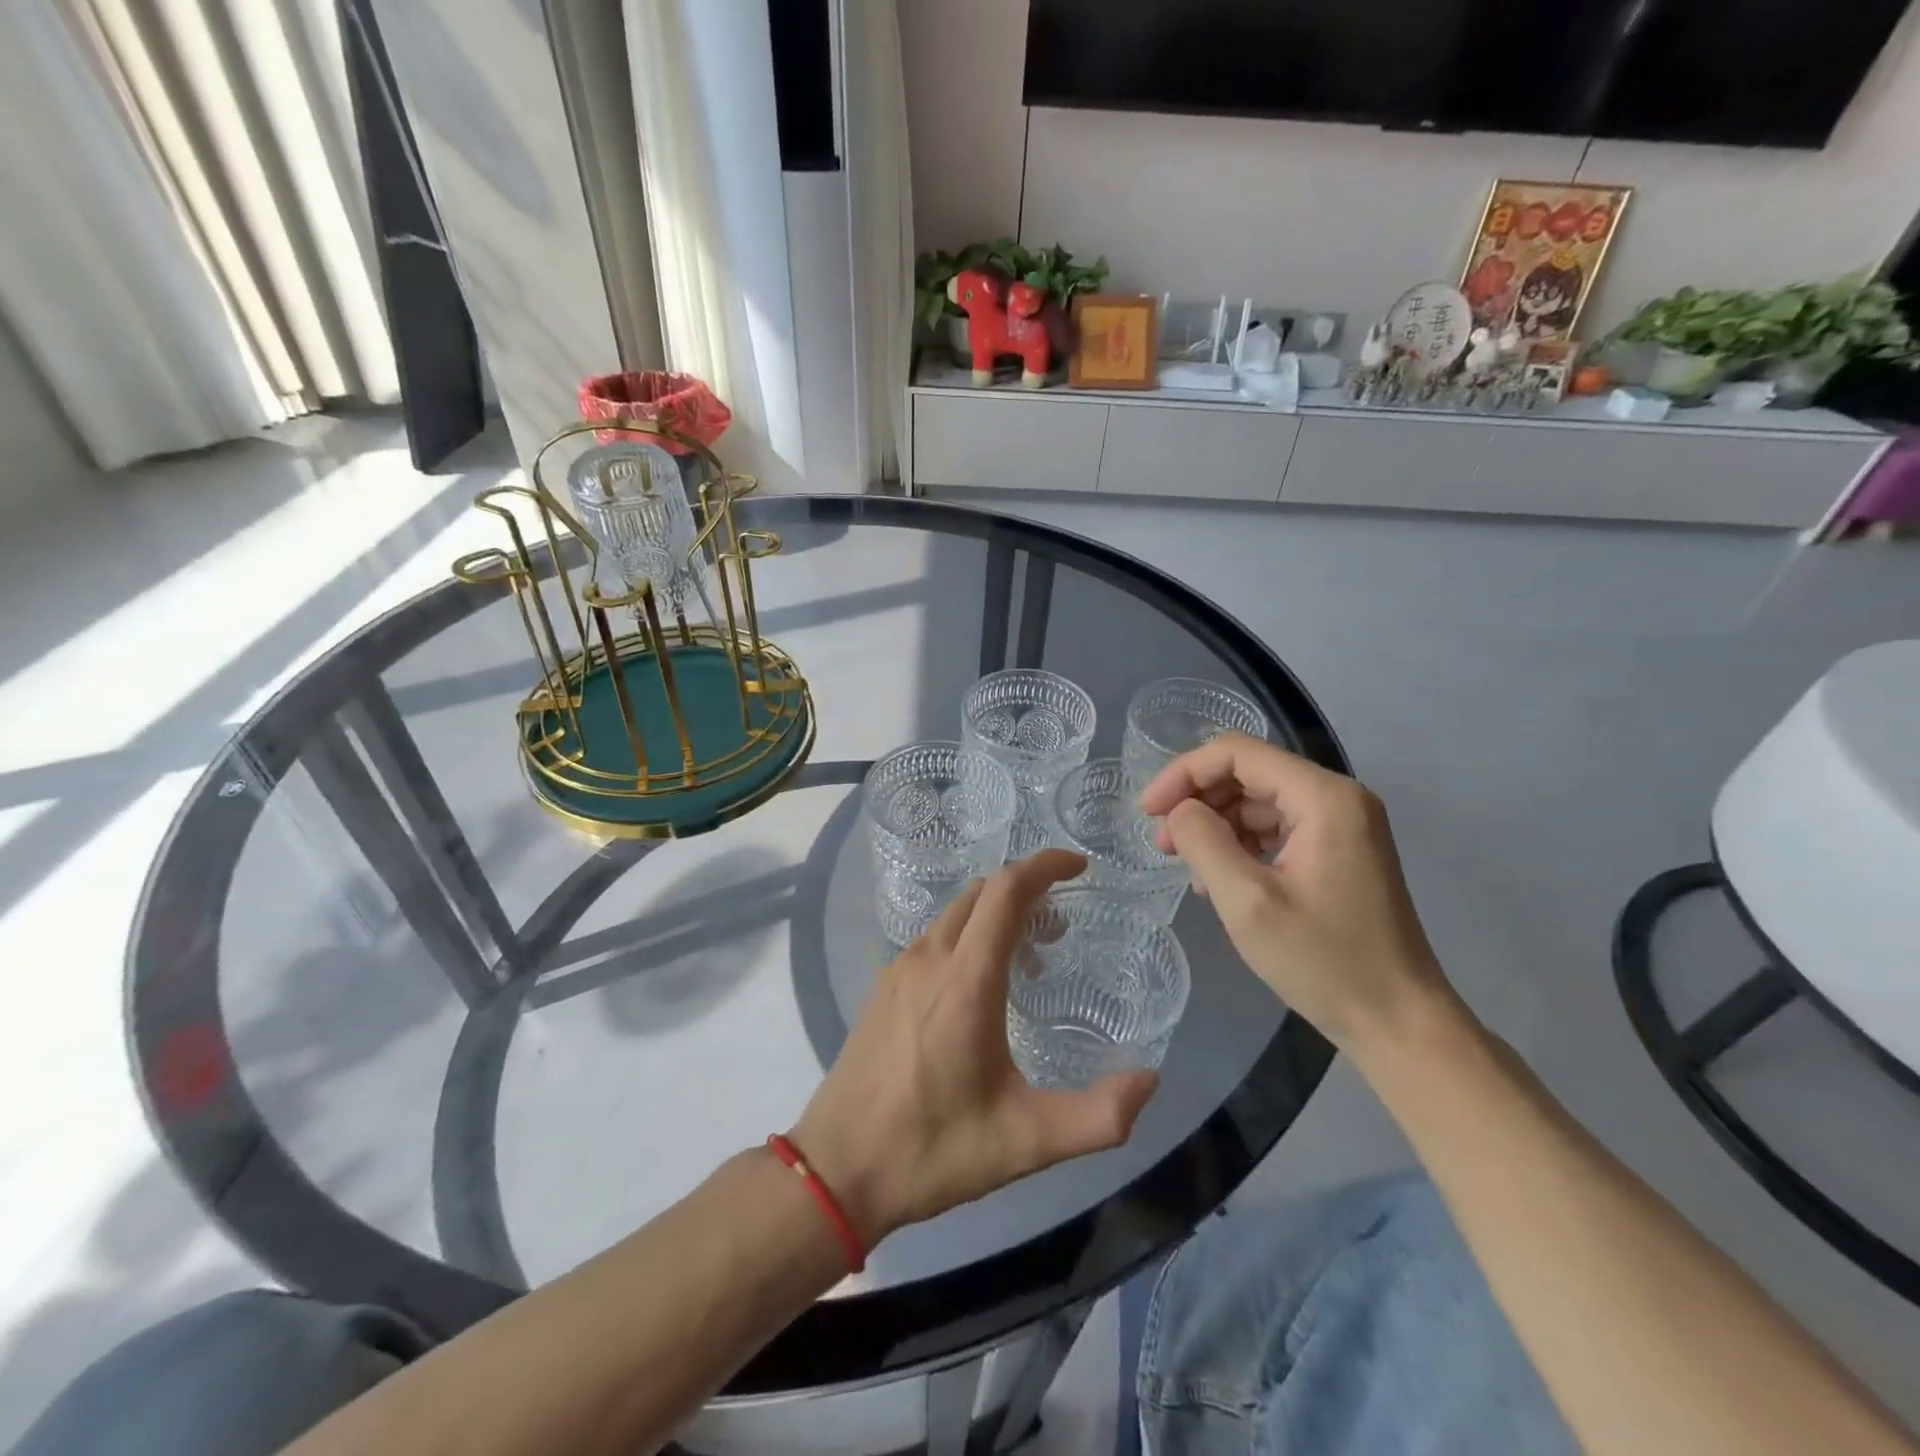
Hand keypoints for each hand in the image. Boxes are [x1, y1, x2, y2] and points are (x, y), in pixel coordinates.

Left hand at [791, 850, 1158, 1247]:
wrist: (836, 1169)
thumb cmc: (932, 1150)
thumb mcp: (1027, 1143)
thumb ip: (1099, 1117)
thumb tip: (1150, 1081)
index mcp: (965, 979)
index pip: (1006, 890)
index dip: (1045, 865)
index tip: (1080, 867)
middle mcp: (929, 958)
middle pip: (982, 892)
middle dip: (1026, 889)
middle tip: (1061, 925)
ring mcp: (899, 969)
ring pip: (955, 913)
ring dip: (996, 914)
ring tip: (1029, 956)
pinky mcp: (883, 987)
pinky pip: (934, 937)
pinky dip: (968, 935)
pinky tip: (980, 985)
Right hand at [1137, 733, 1457, 1061]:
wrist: (1398, 1022)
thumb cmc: (1323, 961)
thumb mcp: (1247, 902)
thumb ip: (1203, 842)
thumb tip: (1179, 811)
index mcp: (1323, 797)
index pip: (1237, 753)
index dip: (1183, 773)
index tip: (1147, 812)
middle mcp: (1337, 797)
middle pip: (1248, 772)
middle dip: (1197, 800)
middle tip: (1162, 843)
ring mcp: (1342, 824)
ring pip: (1259, 800)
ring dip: (1216, 824)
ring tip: (1187, 867)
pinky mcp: (1339, 851)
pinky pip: (1277, 827)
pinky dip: (1240, 843)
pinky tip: (1219, 878)